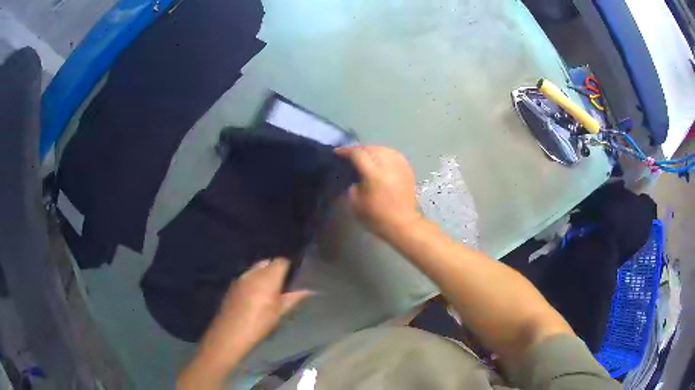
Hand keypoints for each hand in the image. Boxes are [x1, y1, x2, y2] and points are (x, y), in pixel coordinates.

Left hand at [178, 259, 311, 388]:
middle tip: (283, 284)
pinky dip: (253, 280)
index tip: (294, 277)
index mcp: (267, 277)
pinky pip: (246, 276)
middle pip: (267, 262)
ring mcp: (240, 277)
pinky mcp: (232, 285)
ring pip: (256, 268)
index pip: (281, 261)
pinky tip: (255, 296)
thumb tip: (309, 290)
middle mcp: (253, 272)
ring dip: (263, 274)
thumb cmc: (259, 323)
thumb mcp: (279, 312)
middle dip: (275, 269)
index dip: (289, 267)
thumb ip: (293, 298)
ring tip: (269, 290)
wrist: (230, 333)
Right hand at [335, 146, 421, 239]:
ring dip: (371, 149)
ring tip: (363, 155)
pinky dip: (384, 152)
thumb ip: (350, 186)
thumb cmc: (377, 217)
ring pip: (383, 148)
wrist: (402, 224)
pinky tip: (379, 157)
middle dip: (358, 149)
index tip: (337, 152)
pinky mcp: (407, 169)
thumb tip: (352, 175)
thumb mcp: (355, 204)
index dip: (346, 151)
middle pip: (370, 148)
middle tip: (348, 154)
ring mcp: (400, 166)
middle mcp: (388, 166)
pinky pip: (394, 154)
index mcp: (375, 175)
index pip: (358, 154)